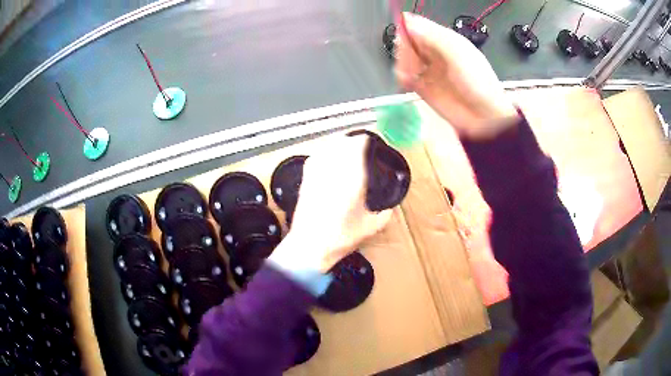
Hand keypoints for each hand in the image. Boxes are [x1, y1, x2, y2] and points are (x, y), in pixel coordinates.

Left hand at [268, 135, 392, 272]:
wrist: (309, 245)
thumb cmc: (341, 237)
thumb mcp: (371, 226)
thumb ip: (385, 212)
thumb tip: (391, 205)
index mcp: (352, 177)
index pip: (358, 144)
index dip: (366, 140)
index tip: (372, 143)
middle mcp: (333, 169)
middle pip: (342, 141)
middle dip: (353, 141)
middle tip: (361, 148)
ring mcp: (317, 172)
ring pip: (328, 147)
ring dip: (339, 145)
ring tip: (346, 152)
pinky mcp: (306, 179)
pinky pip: (316, 157)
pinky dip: (325, 154)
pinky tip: (329, 161)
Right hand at [395, 12, 518, 138]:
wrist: (483, 117)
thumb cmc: (477, 83)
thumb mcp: (457, 53)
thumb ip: (432, 36)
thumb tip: (407, 20)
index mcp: (444, 40)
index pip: (416, 26)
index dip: (407, 31)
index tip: (405, 41)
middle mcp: (434, 52)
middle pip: (407, 42)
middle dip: (405, 51)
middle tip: (412, 63)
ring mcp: (428, 70)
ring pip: (403, 58)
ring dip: (403, 65)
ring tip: (411, 76)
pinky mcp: (423, 87)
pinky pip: (404, 77)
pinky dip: (402, 78)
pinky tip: (408, 82)